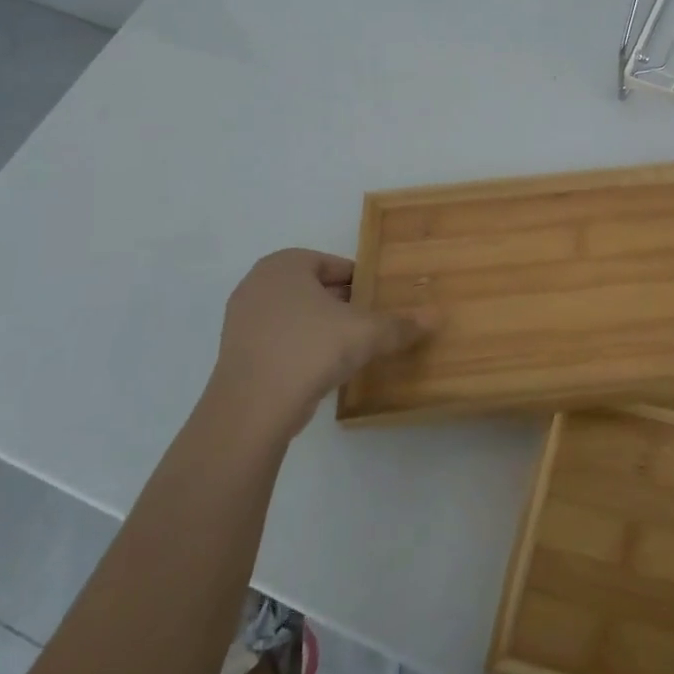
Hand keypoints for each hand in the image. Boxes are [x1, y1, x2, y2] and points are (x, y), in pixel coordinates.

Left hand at [207, 249, 427, 435]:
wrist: (252, 408)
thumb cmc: (310, 350)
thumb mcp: (366, 333)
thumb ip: (401, 324)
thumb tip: (437, 316)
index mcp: (285, 265)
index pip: (333, 265)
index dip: (360, 282)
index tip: (378, 300)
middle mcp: (258, 283)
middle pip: (313, 288)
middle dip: (341, 303)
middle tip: (369, 322)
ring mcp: (241, 319)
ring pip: (295, 315)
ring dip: (321, 327)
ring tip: (349, 347)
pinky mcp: (236, 353)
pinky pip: (279, 340)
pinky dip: (300, 348)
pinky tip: (322, 368)